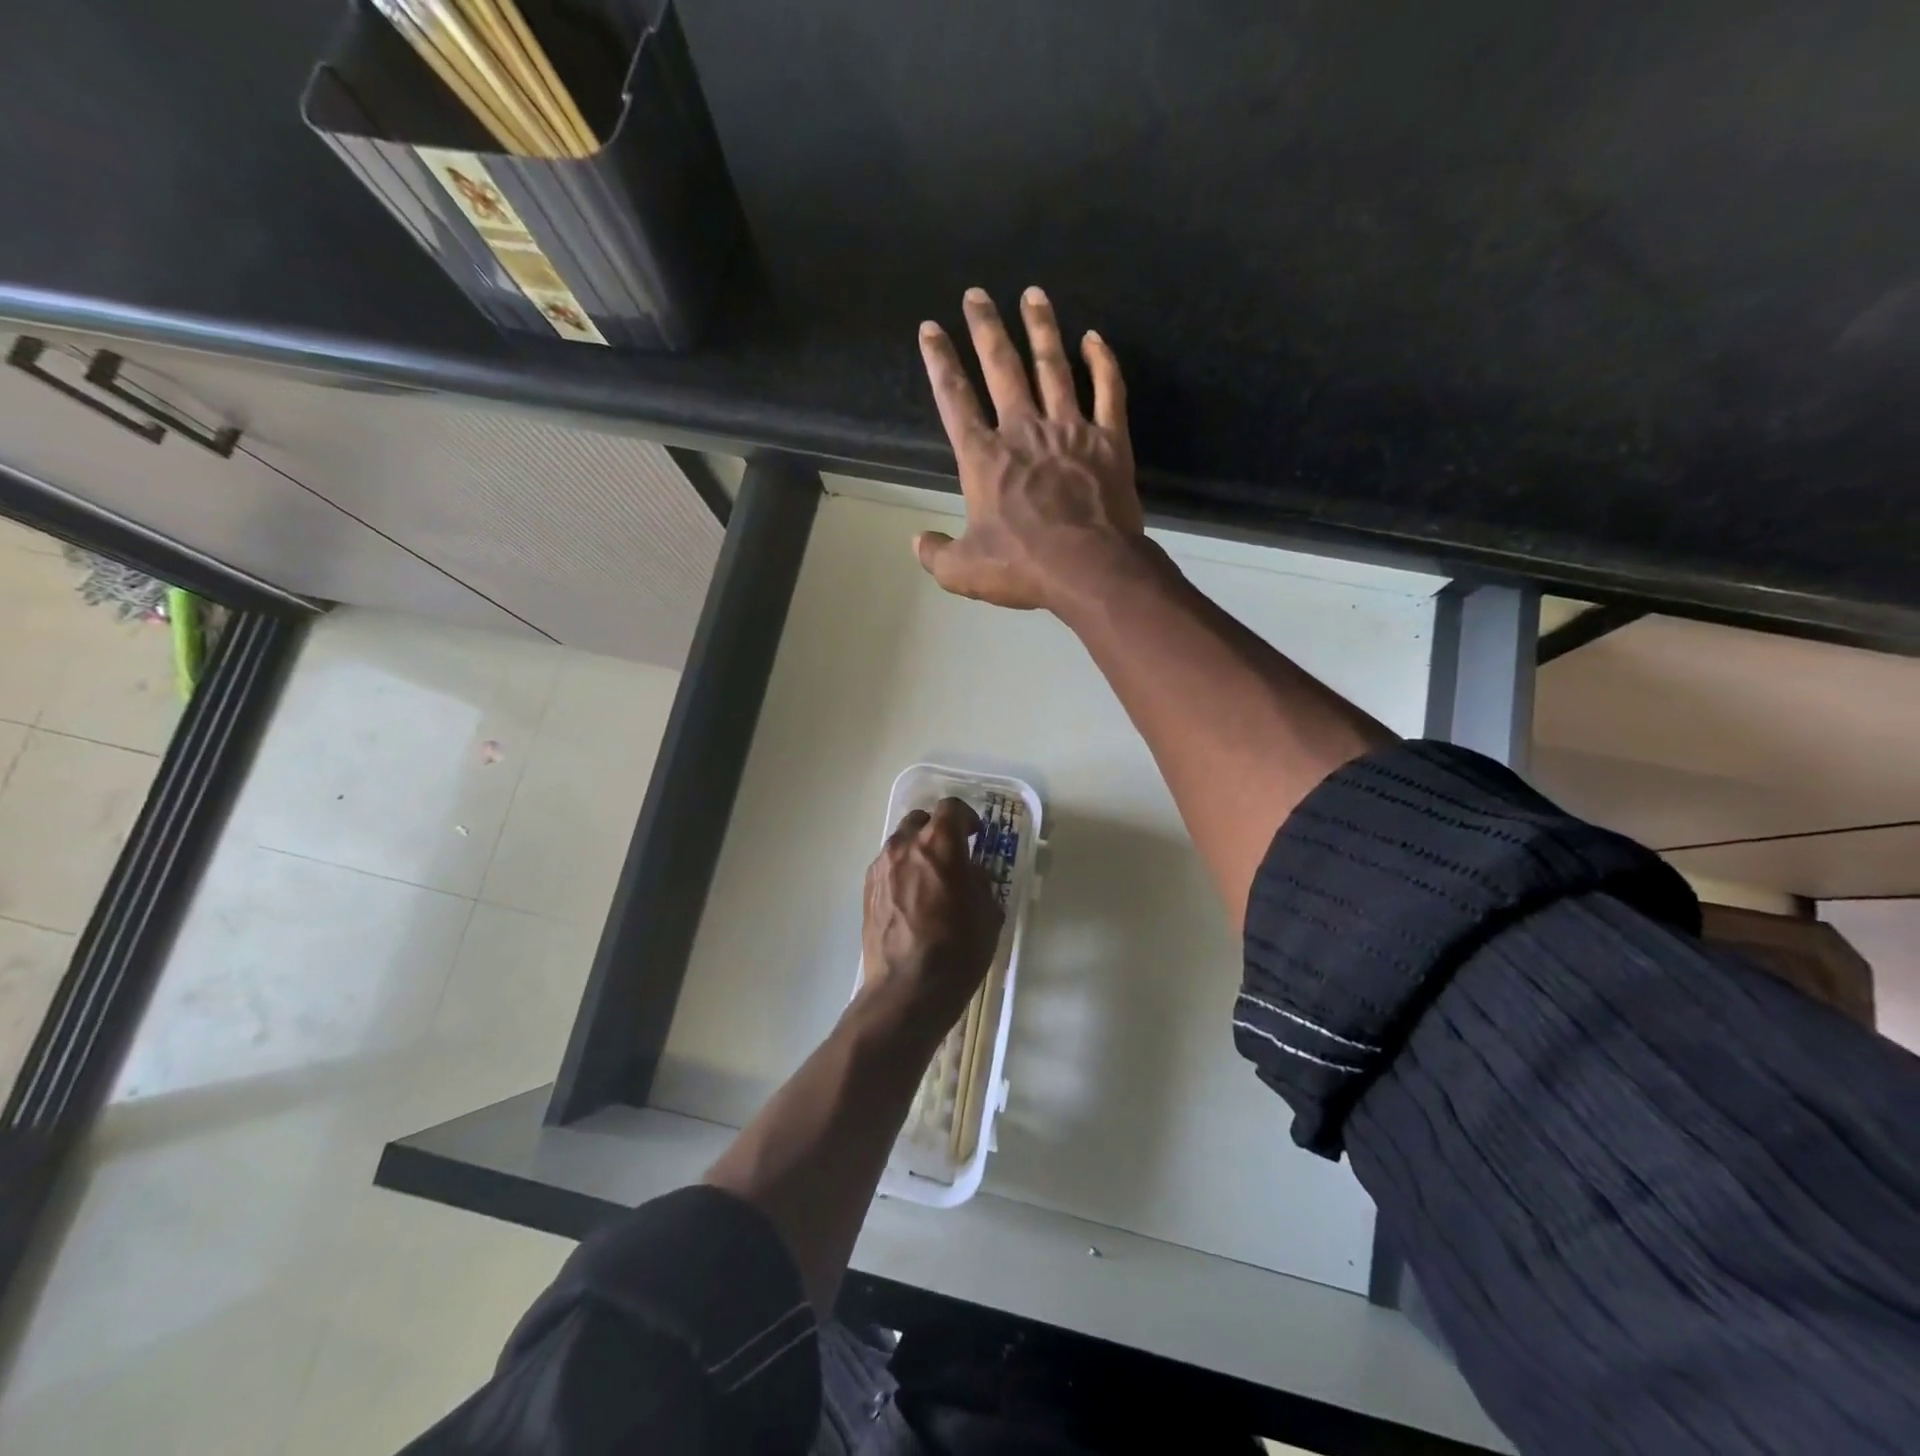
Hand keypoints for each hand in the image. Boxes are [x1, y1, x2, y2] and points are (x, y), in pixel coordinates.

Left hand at [860, 798, 1003, 1033]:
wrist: (907, 989)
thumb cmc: (958, 950)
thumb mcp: (988, 913)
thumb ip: (979, 881)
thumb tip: (969, 872)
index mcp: (940, 844)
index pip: (951, 807)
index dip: (966, 817)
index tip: (976, 836)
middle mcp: (905, 846)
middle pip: (920, 820)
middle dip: (938, 831)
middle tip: (953, 855)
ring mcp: (881, 867)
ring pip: (900, 843)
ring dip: (917, 851)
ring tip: (930, 879)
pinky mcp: (867, 890)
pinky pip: (887, 867)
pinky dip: (901, 872)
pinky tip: (912, 899)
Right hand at [915, 286, 1155, 612]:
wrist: (1089, 569)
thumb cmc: (1022, 567)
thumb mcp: (963, 572)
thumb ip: (936, 554)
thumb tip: (917, 542)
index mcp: (984, 458)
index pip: (954, 399)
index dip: (939, 362)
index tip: (930, 329)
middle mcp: (1023, 431)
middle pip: (1002, 367)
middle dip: (985, 328)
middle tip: (976, 294)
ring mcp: (1069, 430)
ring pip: (1053, 366)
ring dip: (1041, 328)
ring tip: (1033, 294)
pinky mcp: (1109, 439)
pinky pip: (1108, 390)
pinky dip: (1102, 362)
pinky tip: (1094, 338)